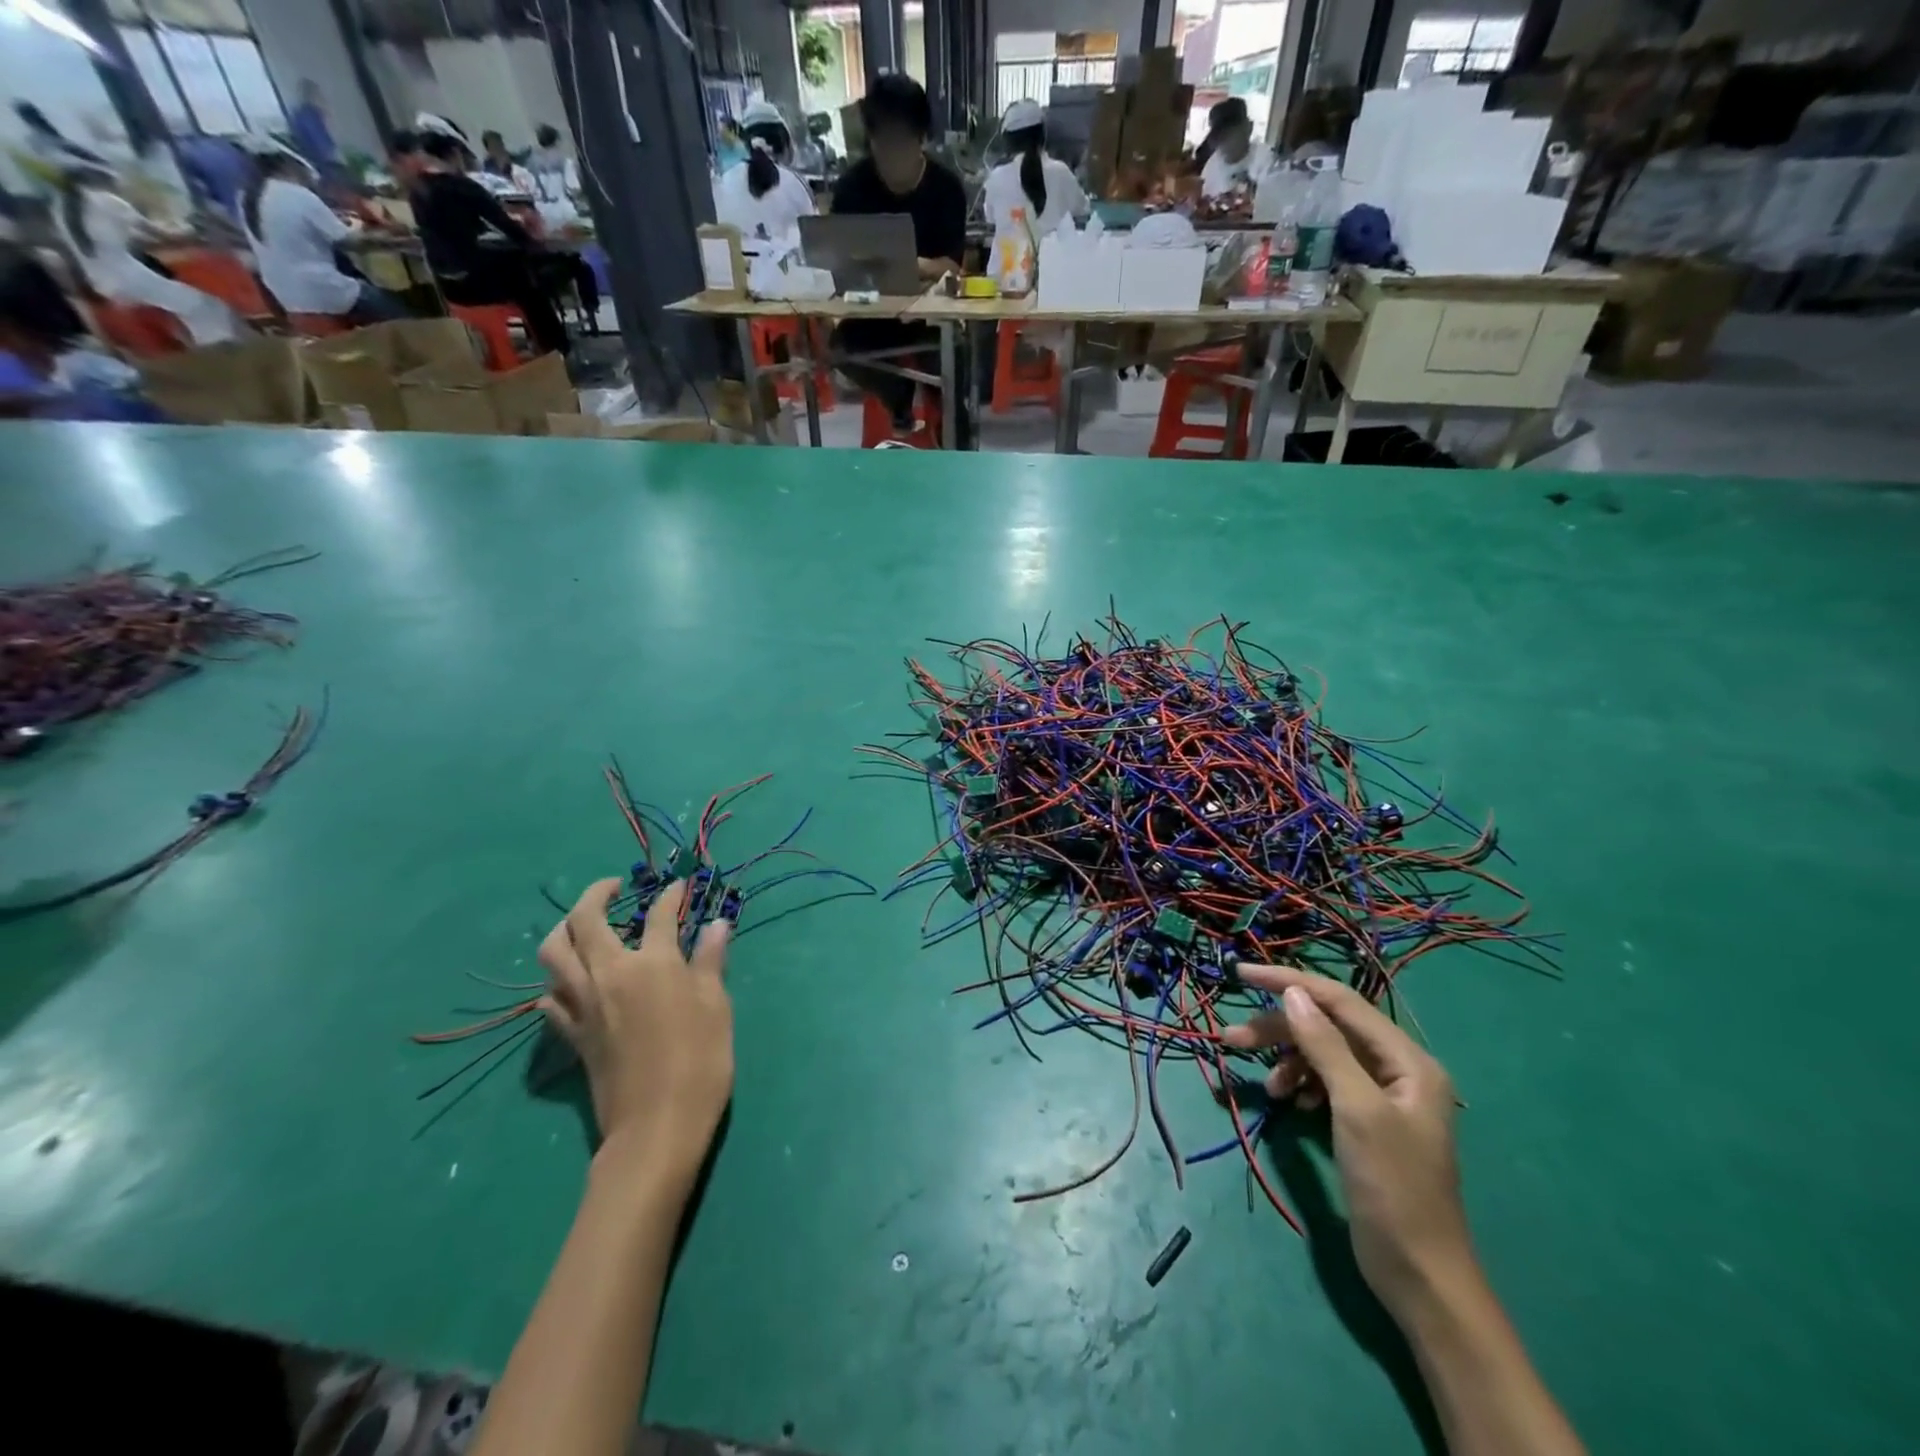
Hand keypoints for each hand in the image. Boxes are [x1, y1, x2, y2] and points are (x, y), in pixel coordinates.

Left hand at [538, 879, 733, 1177]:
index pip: (659, 914)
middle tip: (614, 887)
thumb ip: (710, 961)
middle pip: (586, 920)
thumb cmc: (699, 1062)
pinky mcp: (572, 1034)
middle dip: (597, 893)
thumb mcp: (716, 1006)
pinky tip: (574, 980)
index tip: (680, 887)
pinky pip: (551, 996)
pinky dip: (559, 978)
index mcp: (652, 964)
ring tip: (584, 924)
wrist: (656, 1128)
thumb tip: (717, 924)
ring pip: (553, 953)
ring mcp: (583, 1004)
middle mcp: (610, 974)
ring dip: (565, 929)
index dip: (672, 895)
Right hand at [1222, 965, 1472, 1317]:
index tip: (1242, 974)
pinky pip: (1325, 1082)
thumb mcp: (1356, 1109)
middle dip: (1280, 1029)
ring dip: (1288, 1060)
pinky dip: (1302, 1084)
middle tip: (1232, 1037)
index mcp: (1407, 1060)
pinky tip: (1290, 1101)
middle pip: (1327, 1027)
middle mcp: (1396, 1068)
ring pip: (1322, 1054)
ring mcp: (1381, 1095)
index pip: (1340, 1001)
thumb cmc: (1392, 1186)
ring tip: (1266, 1086)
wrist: (1420, 1274)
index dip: (1291, 983)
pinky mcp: (1365, 1120)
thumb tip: (1292, 993)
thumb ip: (1325, 1046)